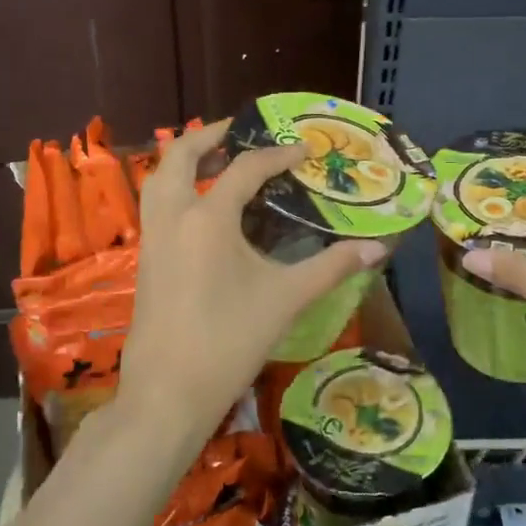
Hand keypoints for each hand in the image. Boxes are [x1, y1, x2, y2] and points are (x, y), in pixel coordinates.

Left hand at [118, 121, 385, 450]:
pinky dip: (176, 186)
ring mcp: (152, 236)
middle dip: (210, 135)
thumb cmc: (229, 341)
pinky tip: (202, 207)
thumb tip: (379, 247)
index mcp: (207, 217)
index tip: (304, 151)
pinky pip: (156, 203)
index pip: (245, 168)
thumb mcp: (286, 299)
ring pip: (159, 176)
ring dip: (185, 159)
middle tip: (241, 131)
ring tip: (218, 160)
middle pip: (180, 153)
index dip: (277, 155)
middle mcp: (173, 215)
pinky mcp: (145, 258)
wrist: (167, 393)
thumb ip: (332, 267)